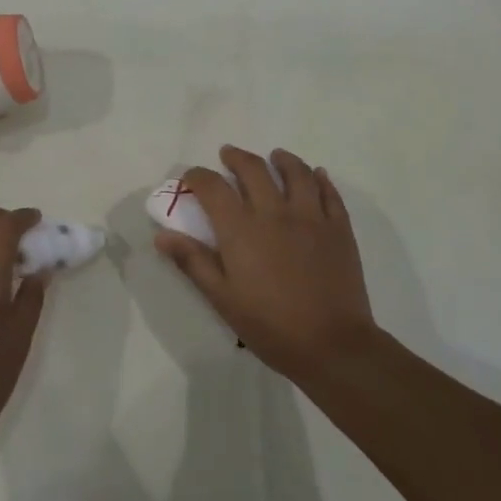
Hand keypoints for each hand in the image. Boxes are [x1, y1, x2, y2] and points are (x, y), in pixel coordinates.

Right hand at [155, 145, 377, 381]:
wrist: (332, 345)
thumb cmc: (270, 325)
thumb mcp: (222, 298)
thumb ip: (193, 261)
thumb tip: (162, 235)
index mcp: (241, 228)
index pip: (212, 187)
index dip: (197, 176)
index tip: (191, 178)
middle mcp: (274, 212)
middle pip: (253, 169)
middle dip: (236, 158)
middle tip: (228, 156)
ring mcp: (311, 216)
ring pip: (296, 172)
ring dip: (282, 160)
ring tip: (275, 157)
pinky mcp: (339, 227)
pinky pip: (329, 192)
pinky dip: (320, 179)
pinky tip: (316, 176)